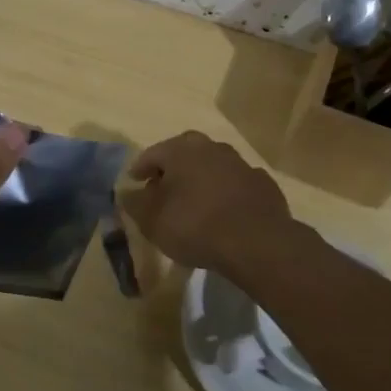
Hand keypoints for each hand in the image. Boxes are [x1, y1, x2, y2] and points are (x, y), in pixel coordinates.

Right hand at [121, 131, 297, 278]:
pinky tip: (224, 211)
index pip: (153, 153)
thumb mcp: (152, 220)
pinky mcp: (263, 184)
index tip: (134, 182)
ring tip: (193, 201)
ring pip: (213, 165)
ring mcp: (241, 164)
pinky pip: (236, 184)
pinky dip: (226, 192)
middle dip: (172, 168)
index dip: (140, 169)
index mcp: (182, 150)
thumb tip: (127, 193)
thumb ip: (135, 204)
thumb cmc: (194, 225)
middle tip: (163, 187)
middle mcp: (212, 148)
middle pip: (185, 152)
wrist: (256, 242)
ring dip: (201, 178)